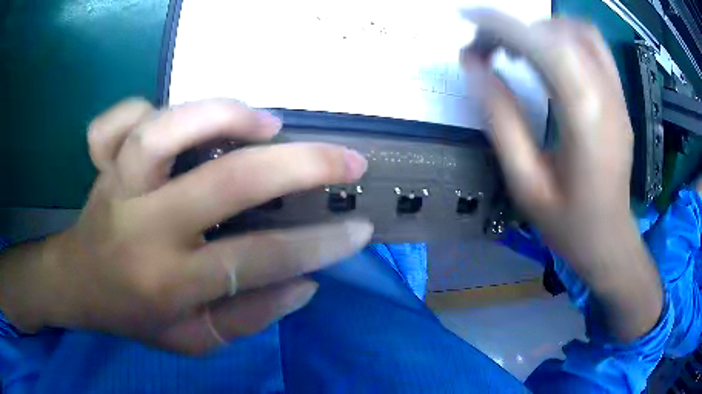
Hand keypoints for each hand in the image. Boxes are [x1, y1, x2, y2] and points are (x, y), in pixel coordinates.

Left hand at [0, 98, 372, 354]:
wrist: (79, 285)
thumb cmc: (135, 317)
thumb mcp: (194, 341)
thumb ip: (248, 318)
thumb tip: (304, 283)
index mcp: (171, 283)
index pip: (258, 261)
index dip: (318, 246)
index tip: (359, 228)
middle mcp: (144, 227)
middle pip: (226, 184)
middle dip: (301, 166)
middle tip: (345, 158)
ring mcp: (118, 186)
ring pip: (165, 132)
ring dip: (224, 116)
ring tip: (267, 123)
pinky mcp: (103, 163)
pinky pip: (119, 121)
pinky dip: (144, 105)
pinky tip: (180, 118)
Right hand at [463, 10, 661, 339]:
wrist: (610, 240)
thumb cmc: (568, 225)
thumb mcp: (526, 183)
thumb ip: (501, 121)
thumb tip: (475, 68)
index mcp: (586, 121)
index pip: (544, 47)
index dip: (502, 24)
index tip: (466, 18)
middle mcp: (607, 97)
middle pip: (560, 34)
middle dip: (515, 28)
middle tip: (485, 48)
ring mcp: (618, 95)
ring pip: (580, 32)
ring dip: (541, 29)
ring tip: (515, 48)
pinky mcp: (619, 97)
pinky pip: (594, 47)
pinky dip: (564, 36)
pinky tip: (546, 54)